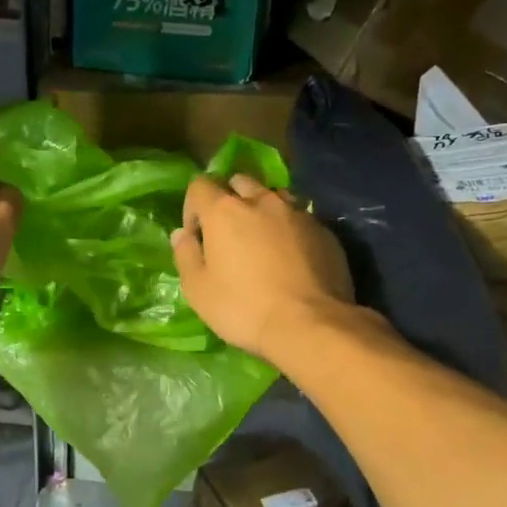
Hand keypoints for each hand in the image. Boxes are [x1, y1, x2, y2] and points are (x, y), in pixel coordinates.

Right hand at [171, 174, 355, 365]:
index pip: (200, 185)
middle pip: (239, 182)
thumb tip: (182, 234)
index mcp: (224, 211)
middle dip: (228, 199)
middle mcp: (262, 201)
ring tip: (262, 240)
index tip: (197, 237)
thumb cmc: (243, 308)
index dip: (192, 207)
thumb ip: (185, 255)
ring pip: (273, 195)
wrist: (311, 325)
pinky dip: (288, 228)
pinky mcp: (324, 230)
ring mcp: (298, 213)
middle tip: (228, 234)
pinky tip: (291, 257)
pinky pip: (299, 217)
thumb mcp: (198, 289)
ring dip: (261, 209)